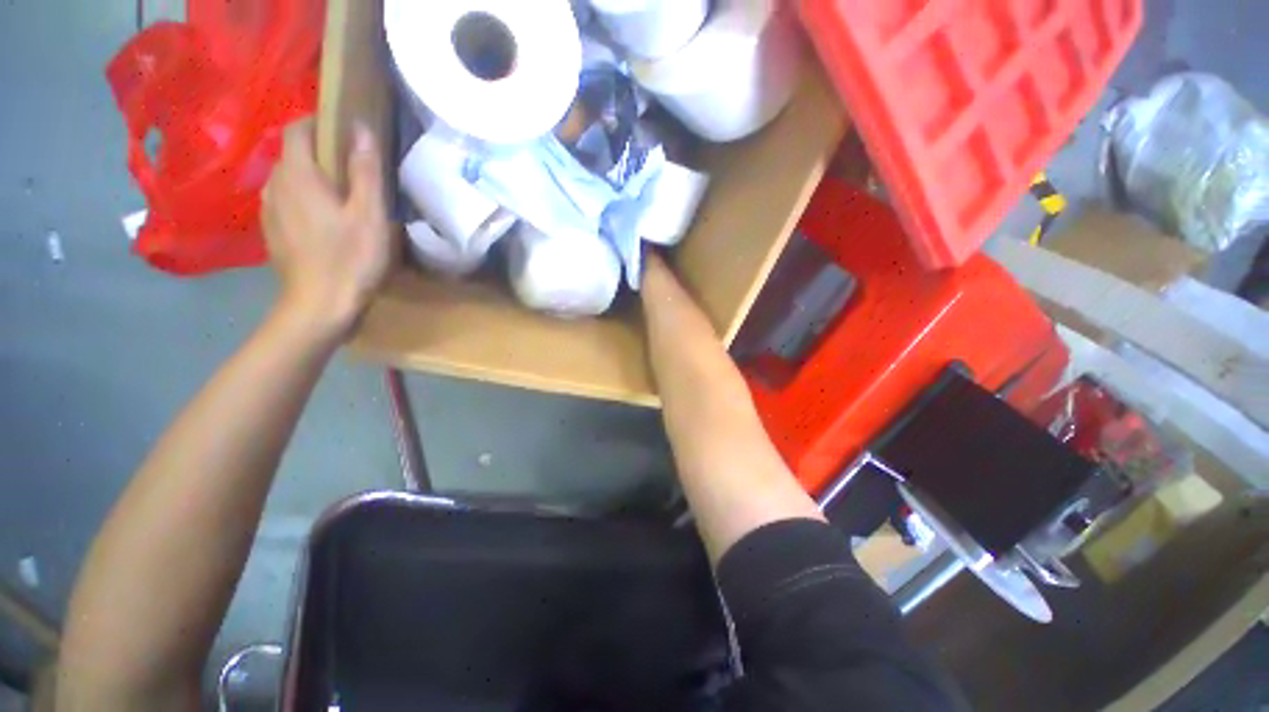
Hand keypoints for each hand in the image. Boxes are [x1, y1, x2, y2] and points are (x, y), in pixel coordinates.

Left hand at [262, 119, 394, 339]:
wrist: (319, 305)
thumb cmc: (350, 258)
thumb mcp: (369, 215)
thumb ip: (364, 171)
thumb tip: (361, 129)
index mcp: (298, 175)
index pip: (297, 129)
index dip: (317, 122)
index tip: (343, 132)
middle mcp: (274, 185)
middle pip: (290, 153)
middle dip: (316, 152)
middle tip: (349, 168)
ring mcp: (268, 210)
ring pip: (286, 179)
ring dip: (308, 177)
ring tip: (338, 195)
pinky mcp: (271, 232)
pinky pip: (284, 202)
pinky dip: (301, 199)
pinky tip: (322, 220)